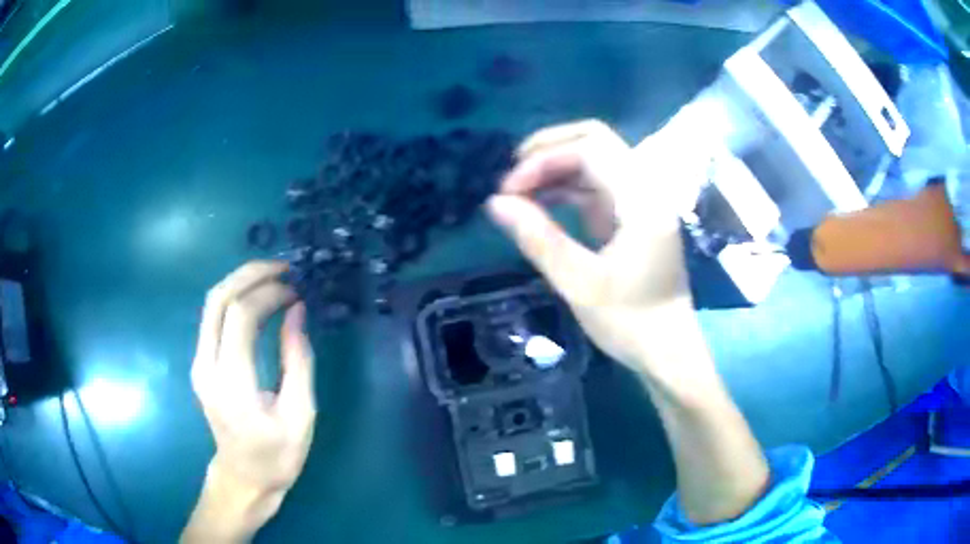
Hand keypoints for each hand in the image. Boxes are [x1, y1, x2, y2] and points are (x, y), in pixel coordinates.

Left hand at [183, 261, 315, 542]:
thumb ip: (298, 360)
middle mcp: (206, 366)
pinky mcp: (200, 363)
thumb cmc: (277, 455)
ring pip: (211, 303)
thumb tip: (297, 311)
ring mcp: (198, 363)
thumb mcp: (300, 414)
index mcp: (232, 383)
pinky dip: (235, 298)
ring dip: (241, 281)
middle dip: (250, 273)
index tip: (297, 291)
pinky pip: (213, 317)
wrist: (243, 478)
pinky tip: (257, 298)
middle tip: (284, 267)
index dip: (269, 293)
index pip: (241, 316)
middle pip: (217, 299)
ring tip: (274, 277)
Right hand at [487, 120, 711, 393]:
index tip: (509, 190)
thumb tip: (495, 202)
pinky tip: (541, 202)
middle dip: (549, 150)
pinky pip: (597, 183)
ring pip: (594, 160)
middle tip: (512, 176)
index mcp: (642, 201)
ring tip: (519, 192)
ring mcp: (641, 199)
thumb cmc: (629, 322)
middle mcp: (647, 189)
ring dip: (555, 167)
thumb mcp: (578, 283)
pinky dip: (567, 187)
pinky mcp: (633, 213)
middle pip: (595, 141)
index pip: (591, 149)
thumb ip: (537, 237)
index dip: (544, 159)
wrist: (667, 350)